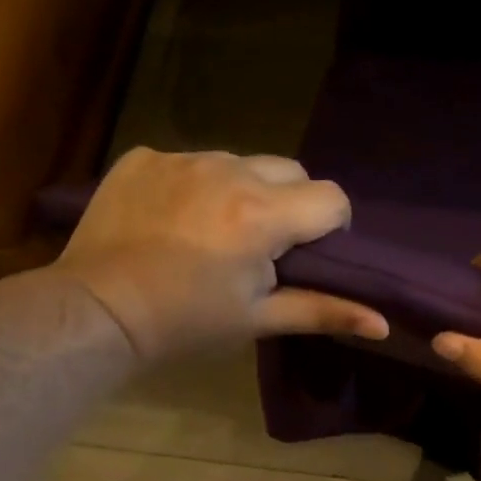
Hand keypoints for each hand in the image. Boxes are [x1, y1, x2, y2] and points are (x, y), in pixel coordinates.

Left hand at [60, 148, 388, 360]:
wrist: (97, 312)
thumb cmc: (187, 323)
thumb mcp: (259, 319)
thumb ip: (325, 311)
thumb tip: (383, 324)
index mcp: (263, 214)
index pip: (332, 197)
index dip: (330, 226)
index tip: (305, 254)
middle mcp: (229, 171)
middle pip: (291, 170)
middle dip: (290, 203)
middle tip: (261, 245)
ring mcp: (182, 158)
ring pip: (241, 162)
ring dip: (243, 190)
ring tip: (213, 231)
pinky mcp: (144, 157)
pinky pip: (191, 161)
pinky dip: (195, 185)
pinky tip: (172, 220)